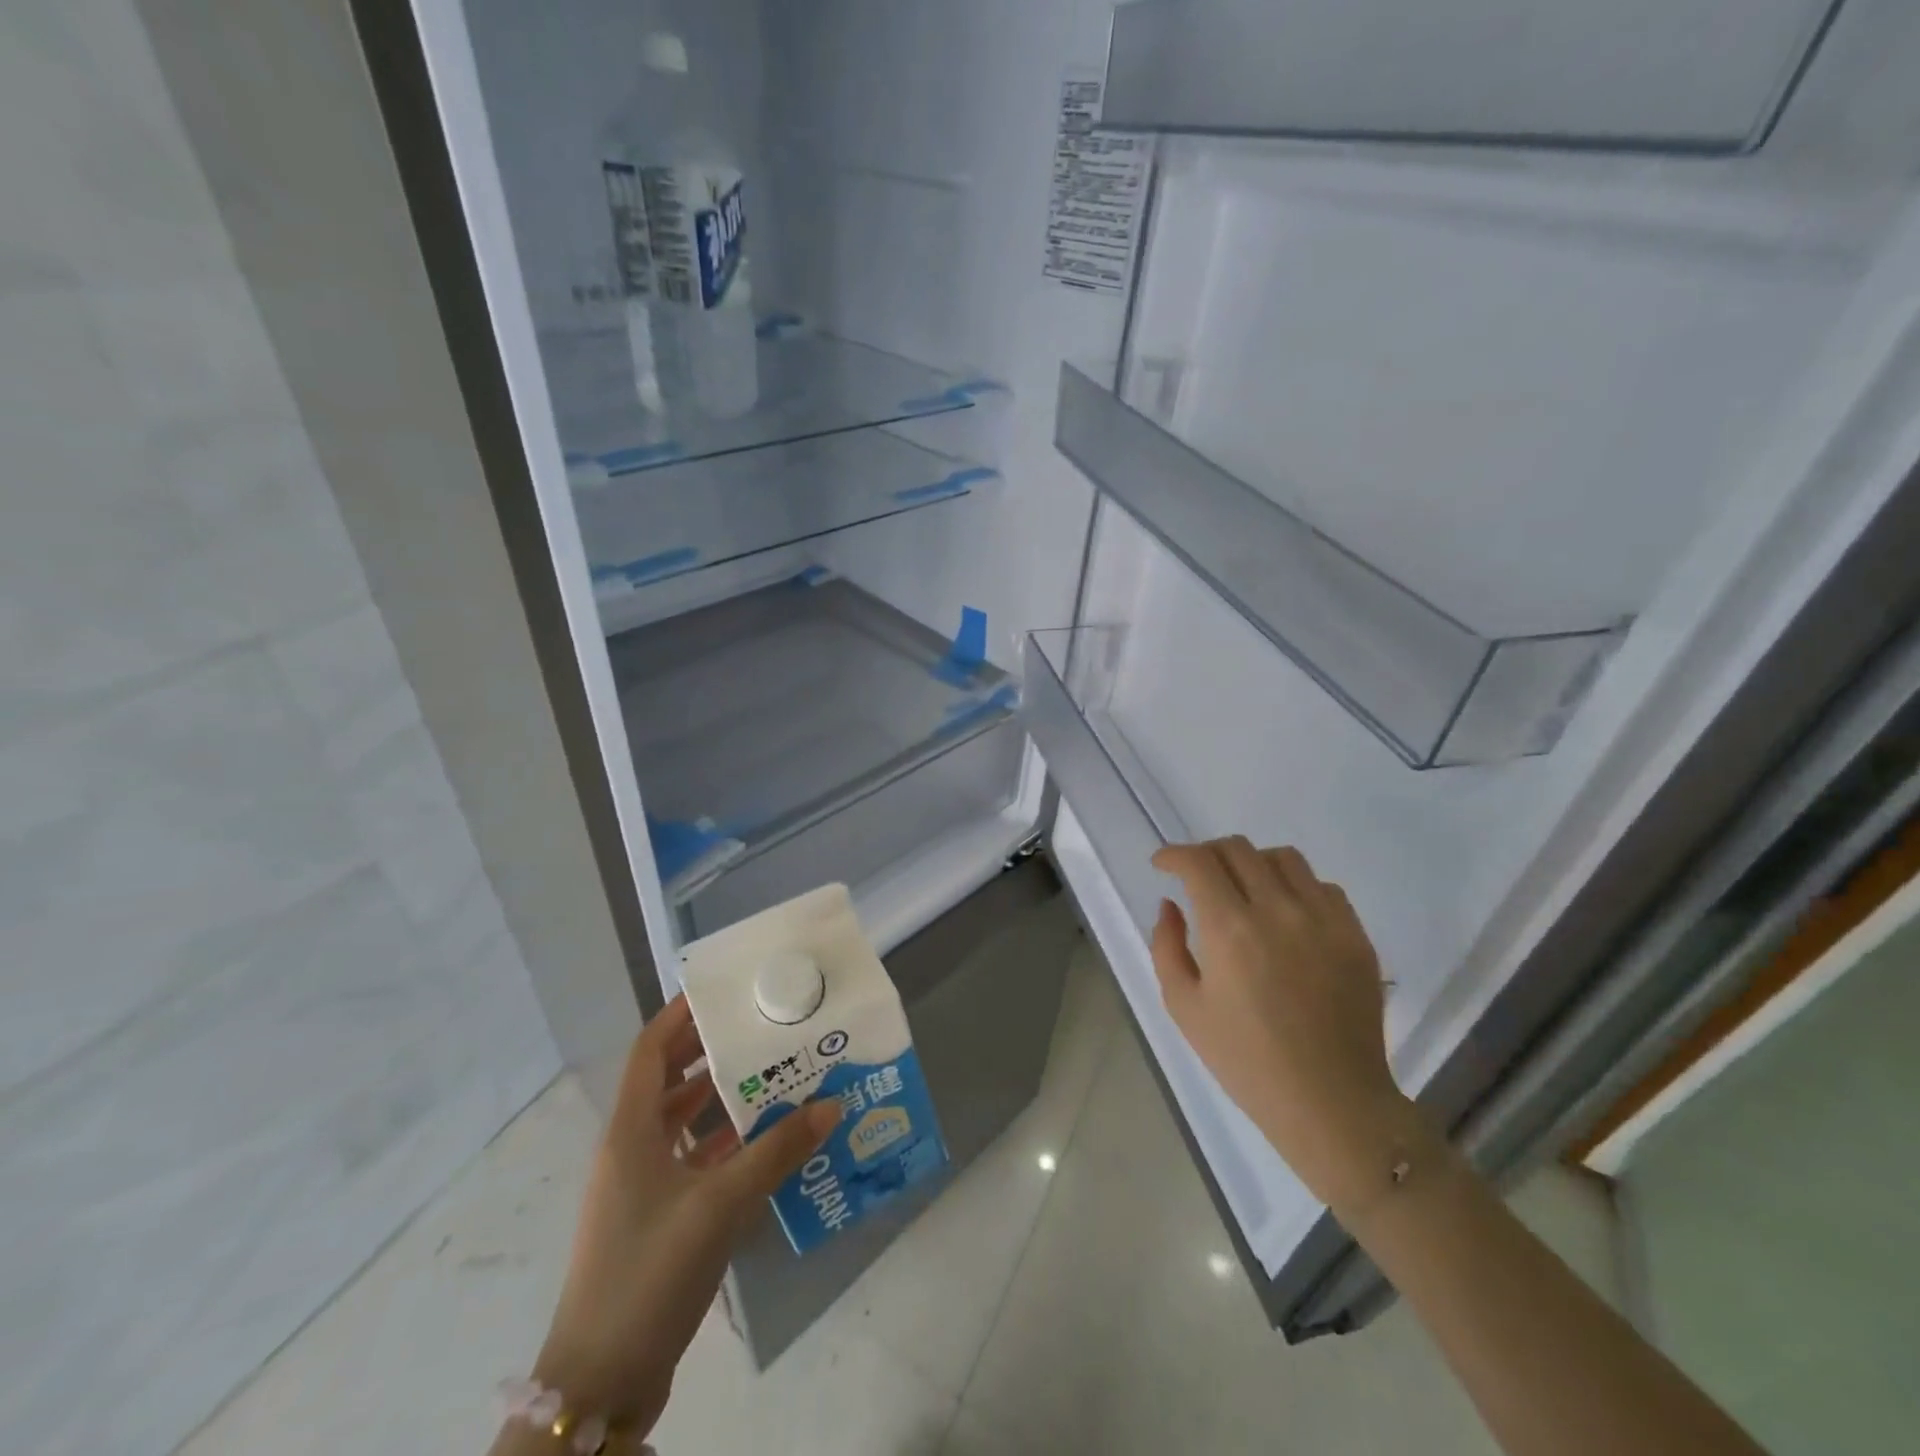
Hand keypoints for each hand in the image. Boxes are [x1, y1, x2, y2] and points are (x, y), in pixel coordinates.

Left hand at [530, 996, 840, 1437]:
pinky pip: (690, 1160)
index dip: (679, 1015)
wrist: (601, 1380)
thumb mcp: (720, 1204)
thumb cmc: (650, 1271)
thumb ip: (777, 1150)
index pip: (650, 1049)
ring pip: (680, 1122)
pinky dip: (721, 1144)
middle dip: (709, 1052)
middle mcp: (630, 1147)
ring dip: (719, 1099)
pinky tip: (761, 1142)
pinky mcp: (654, 1217)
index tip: (722, 991)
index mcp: (630, 1130)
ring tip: (770, 1075)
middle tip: (760, 1029)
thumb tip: (832, 1104)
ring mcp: (639, 1186)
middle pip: (667, 1080)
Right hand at [1150, 838, 1411, 1210]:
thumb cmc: (1245, 1060)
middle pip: (1237, 849)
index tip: (1163, 866)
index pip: (1198, 862)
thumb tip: (1171, 905)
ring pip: (1283, 857)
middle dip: (1207, 854)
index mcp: (1229, 929)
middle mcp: (1277, 910)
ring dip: (1252, 863)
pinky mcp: (1355, 935)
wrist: (1331, 1102)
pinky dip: (1295, 886)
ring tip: (1244, 888)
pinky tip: (1286, 914)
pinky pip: (1323, 886)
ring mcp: (1323, 919)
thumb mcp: (1184, 1006)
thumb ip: (1167, 946)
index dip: (1174, 855)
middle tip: (1197, 876)